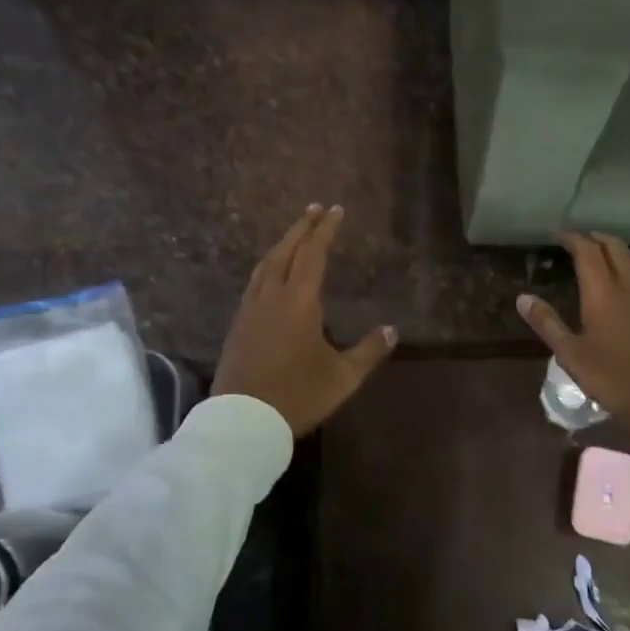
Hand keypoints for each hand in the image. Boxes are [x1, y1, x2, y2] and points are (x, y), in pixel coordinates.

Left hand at [212, 205, 397, 435]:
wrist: (243, 421)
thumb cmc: (297, 395)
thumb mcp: (342, 377)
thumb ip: (369, 351)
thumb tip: (392, 329)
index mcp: (298, 302)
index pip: (313, 254)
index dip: (325, 230)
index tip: (335, 210)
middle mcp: (271, 297)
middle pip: (285, 251)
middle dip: (301, 227)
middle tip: (315, 209)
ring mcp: (250, 310)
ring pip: (265, 265)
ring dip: (281, 245)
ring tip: (295, 236)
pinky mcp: (238, 325)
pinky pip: (254, 283)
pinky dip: (267, 267)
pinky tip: (271, 275)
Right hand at [516, 231, 629, 435]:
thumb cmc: (611, 377)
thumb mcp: (570, 353)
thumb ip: (547, 322)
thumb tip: (523, 298)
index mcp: (604, 293)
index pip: (588, 252)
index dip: (573, 238)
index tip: (558, 234)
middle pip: (616, 248)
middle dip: (596, 238)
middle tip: (579, 239)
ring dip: (616, 250)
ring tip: (601, 253)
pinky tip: (625, 282)